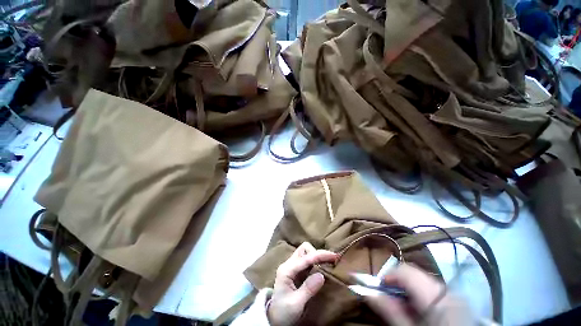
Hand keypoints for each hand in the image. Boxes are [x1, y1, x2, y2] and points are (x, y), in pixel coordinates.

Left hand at [267, 242, 337, 325]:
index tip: (334, 256)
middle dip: (317, 253)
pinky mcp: (296, 271)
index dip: (320, 255)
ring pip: (305, 252)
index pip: (305, 258)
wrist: (274, 318)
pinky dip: (315, 261)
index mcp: (286, 270)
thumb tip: (322, 275)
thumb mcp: (295, 304)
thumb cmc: (283, 312)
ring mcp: (291, 266)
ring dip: (316, 256)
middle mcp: (288, 264)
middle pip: (304, 249)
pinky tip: (322, 268)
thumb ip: (308, 289)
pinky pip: (307, 260)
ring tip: (328, 264)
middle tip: (330, 262)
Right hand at [365, 264, 473, 325]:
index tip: (380, 287)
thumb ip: (390, 310)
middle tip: (391, 298)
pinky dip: (421, 293)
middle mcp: (445, 288)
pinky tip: (420, 309)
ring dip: (409, 288)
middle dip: (398, 283)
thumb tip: (367, 292)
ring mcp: (453, 293)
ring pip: (422, 280)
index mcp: (434, 294)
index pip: (404, 270)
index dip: (388, 275)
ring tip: (405, 306)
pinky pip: (432, 288)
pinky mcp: (456, 299)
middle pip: (413, 273)